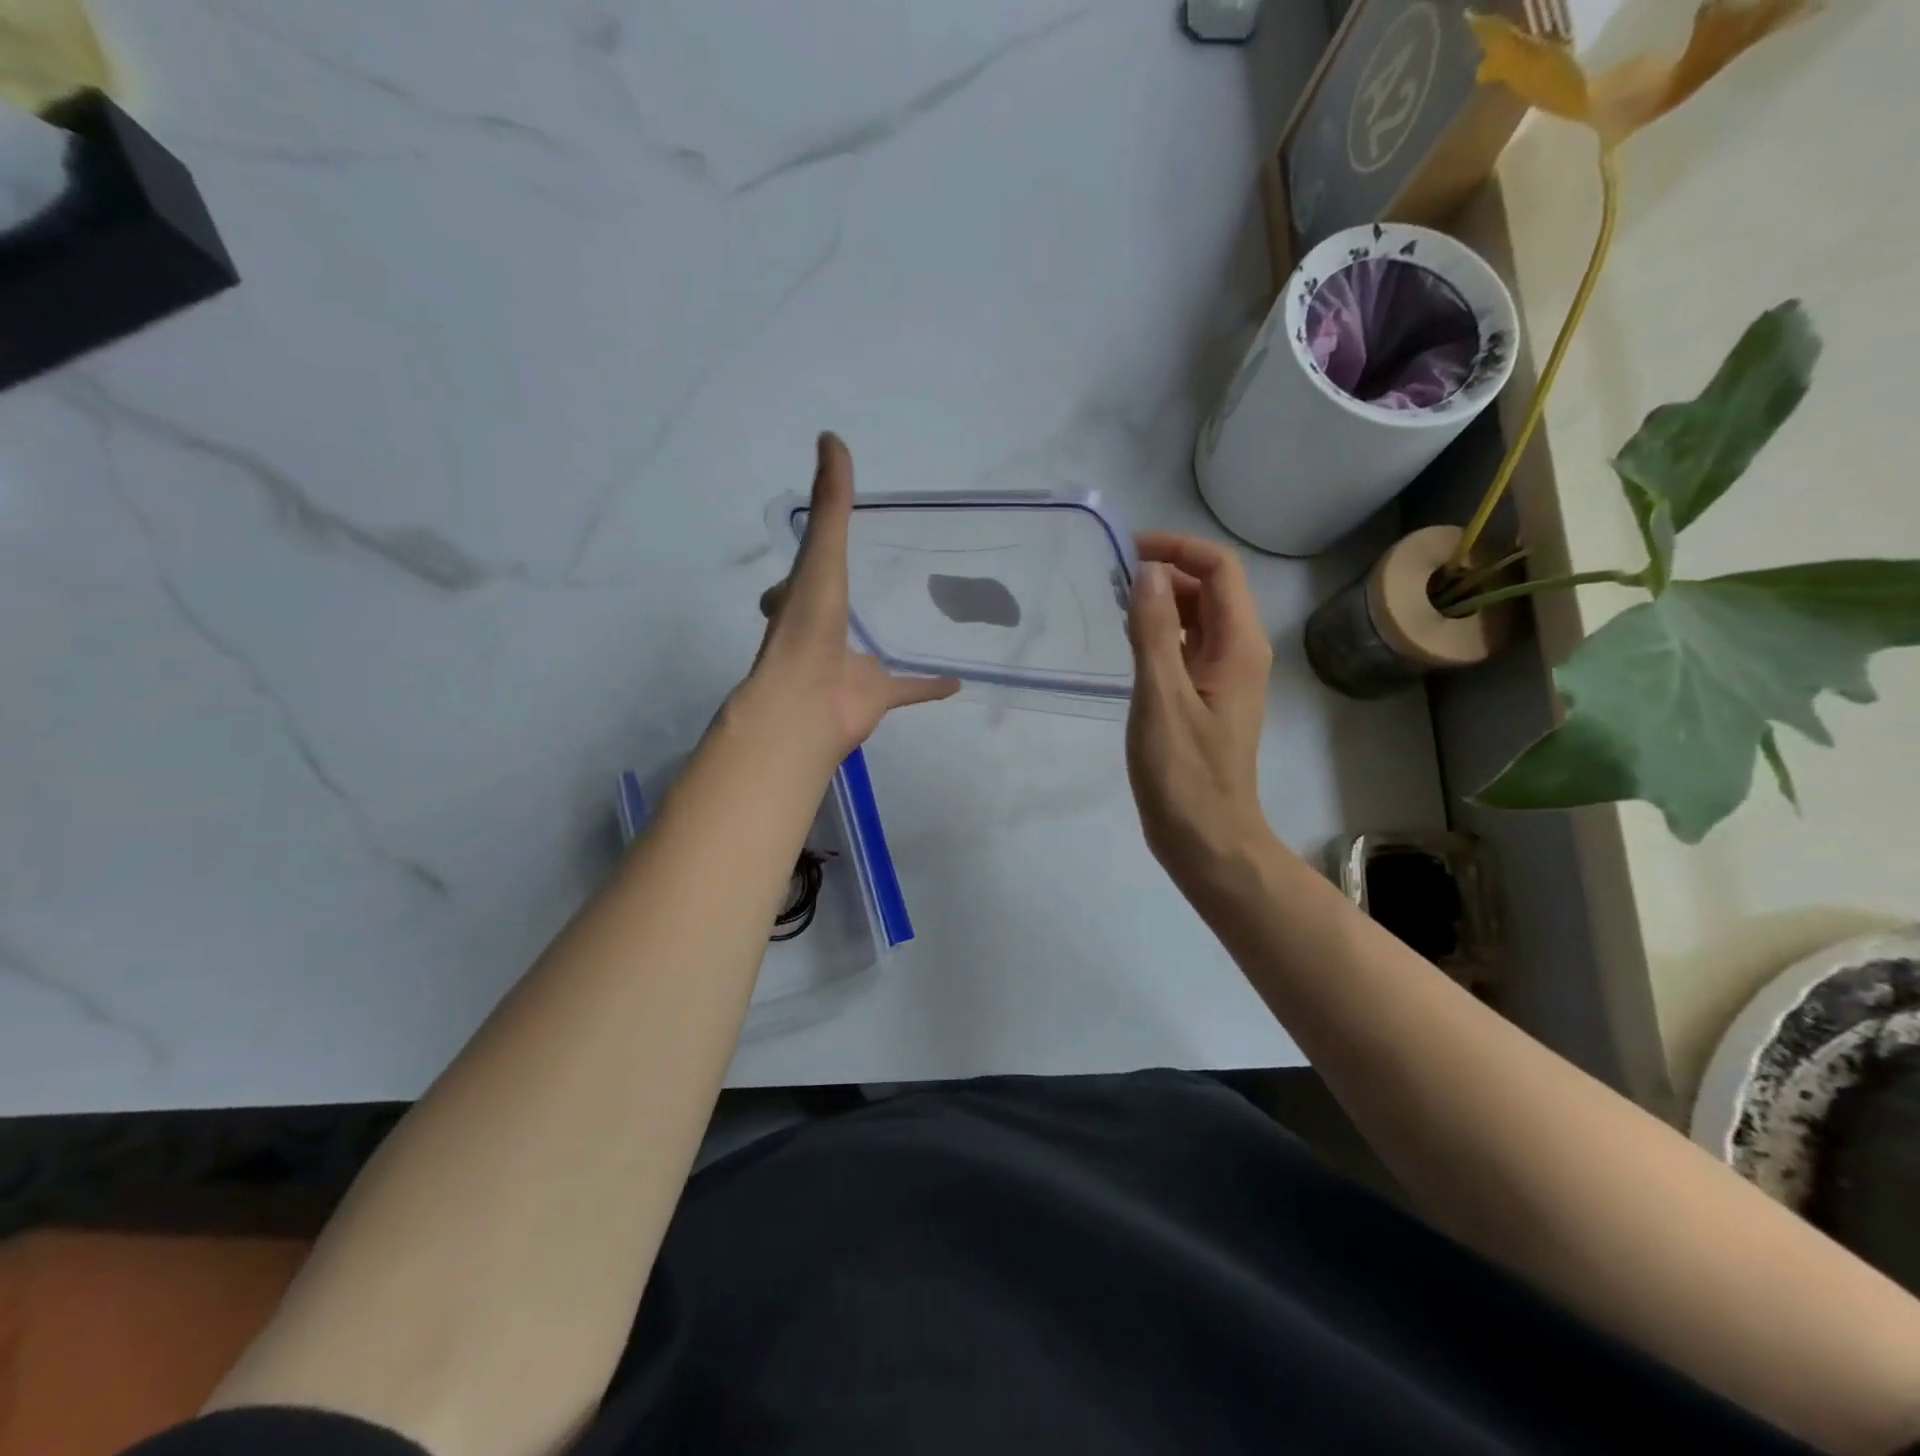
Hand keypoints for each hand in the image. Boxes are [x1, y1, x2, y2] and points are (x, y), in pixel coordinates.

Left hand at [740, 432, 958, 762]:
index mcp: (800, 606)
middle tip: (860, 590)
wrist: (806, 703)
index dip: (799, 572)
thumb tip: (830, 436)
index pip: (793, 586)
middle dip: (837, 608)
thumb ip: (830, 503)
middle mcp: (820, 638)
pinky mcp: (875, 697)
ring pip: (868, 657)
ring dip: (881, 647)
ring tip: (905, 626)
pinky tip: (955, 681)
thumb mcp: (821, 555)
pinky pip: (907, 689)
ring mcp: (847, 671)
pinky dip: (929, 685)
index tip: (816, 553)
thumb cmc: (809, 627)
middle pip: (828, 620)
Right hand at [1125, 532, 1273, 886]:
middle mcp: (1240, 652)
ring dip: (1163, 603)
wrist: (1206, 837)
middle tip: (1113, 581)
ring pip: (1198, 619)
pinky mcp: (1207, 698)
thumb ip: (1154, 630)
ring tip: (1116, 607)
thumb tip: (1147, 572)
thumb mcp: (1161, 696)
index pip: (1219, 569)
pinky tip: (1130, 644)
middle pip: (1211, 589)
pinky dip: (1161, 634)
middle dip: (1166, 573)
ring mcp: (1225, 677)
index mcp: (1239, 645)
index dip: (1178, 549)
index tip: (1129, 552)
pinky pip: (1188, 648)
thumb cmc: (1184, 772)